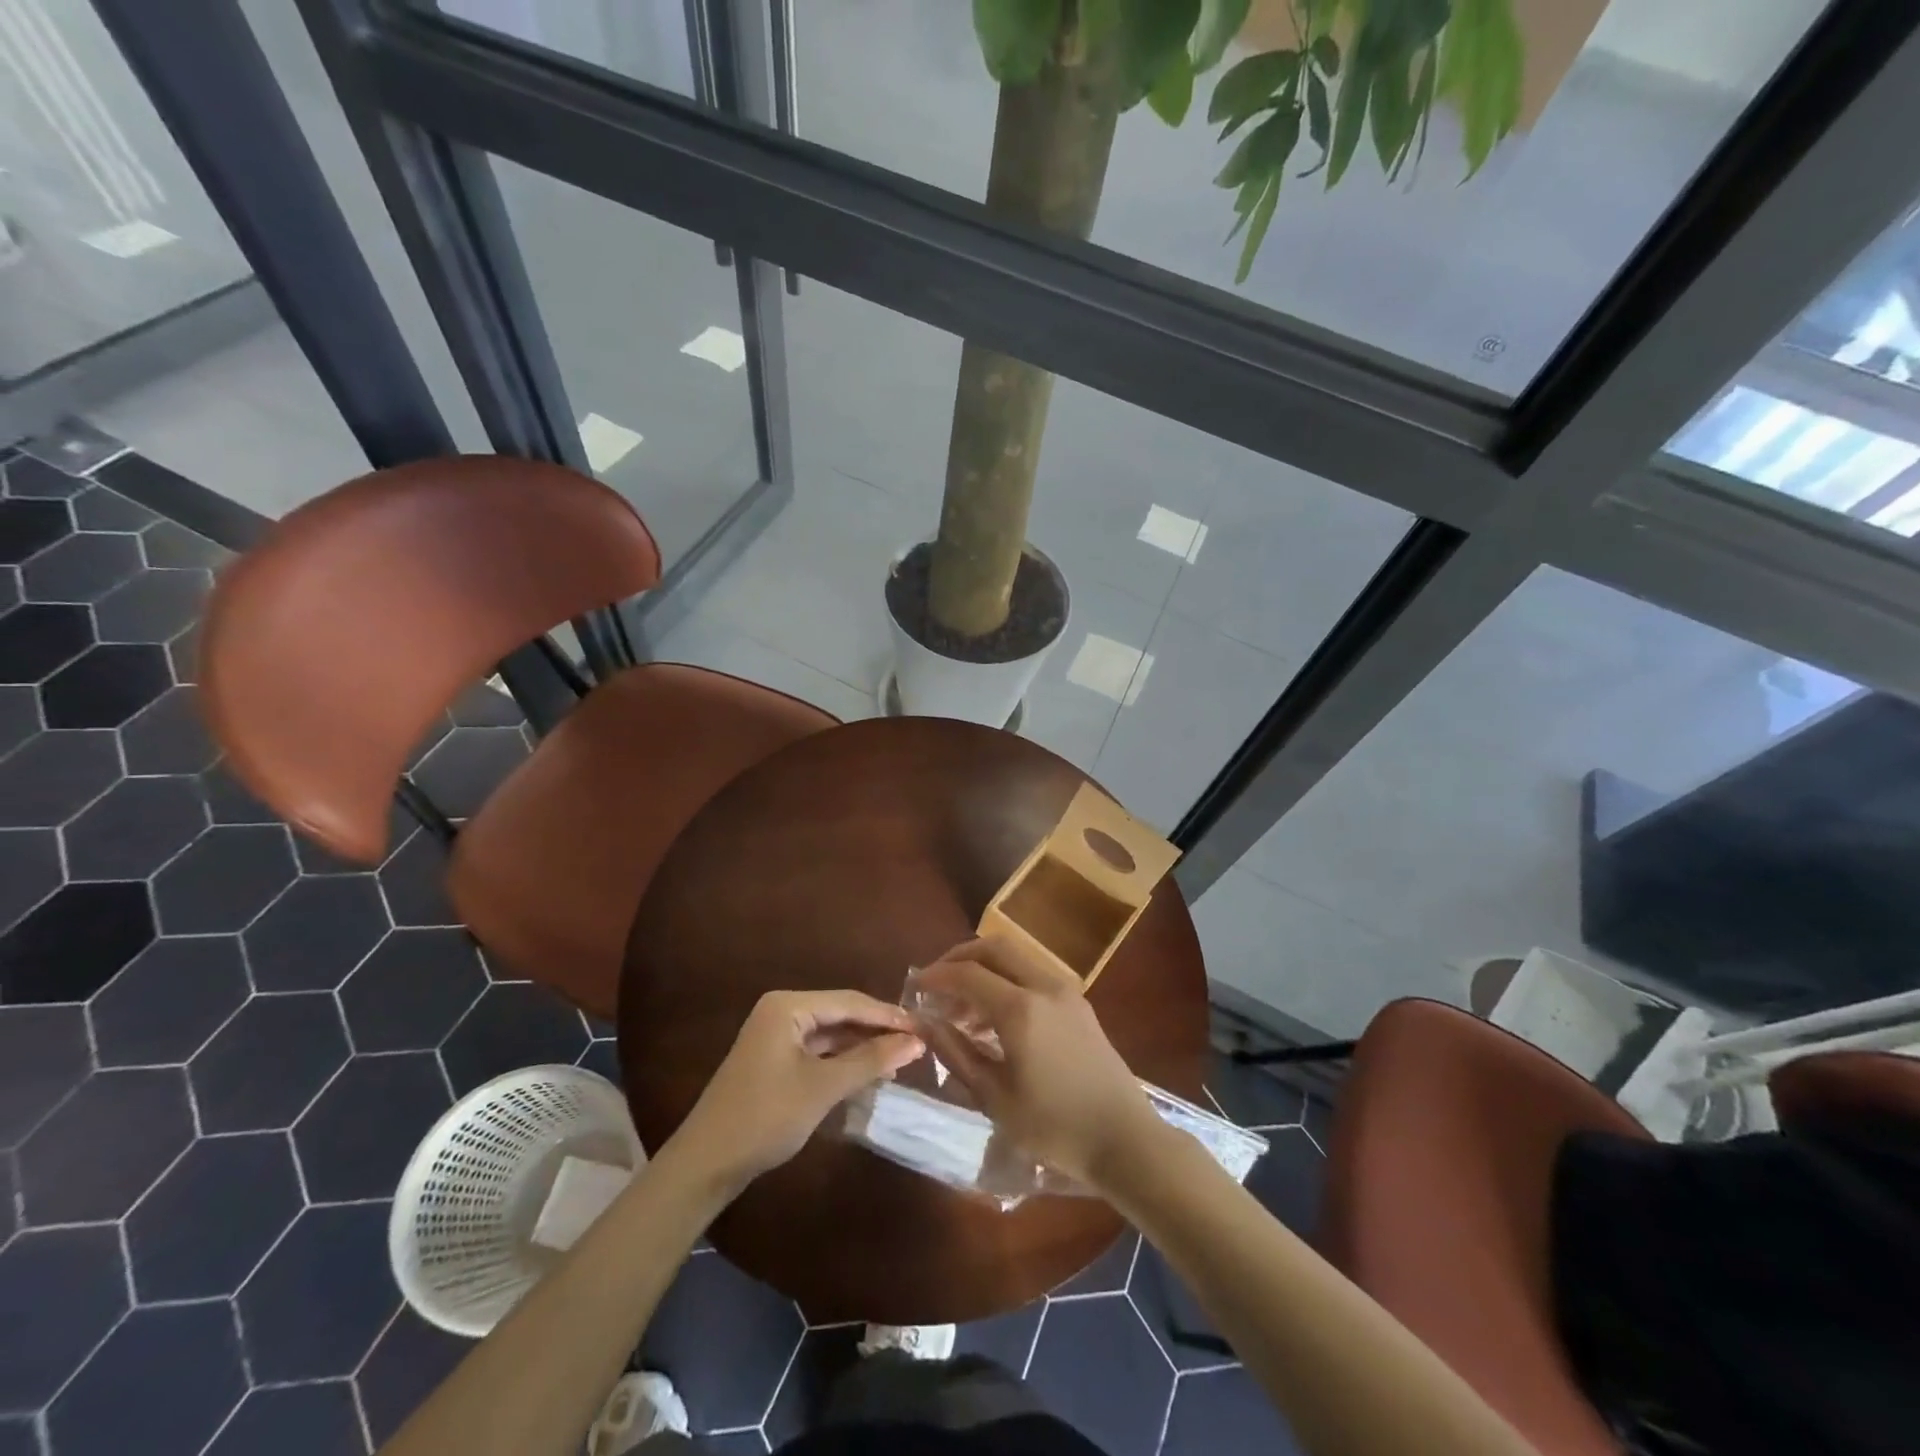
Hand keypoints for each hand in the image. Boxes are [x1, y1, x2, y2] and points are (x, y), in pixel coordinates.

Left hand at [671, 990, 924, 1188]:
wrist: (706, 1164)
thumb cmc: (766, 1116)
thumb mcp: (823, 1087)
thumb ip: (870, 1061)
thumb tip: (916, 1041)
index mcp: (788, 1006)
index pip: (849, 1001)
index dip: (888, 1015)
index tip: (925, 1027)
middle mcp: (781, 1012)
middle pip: (840, 1014)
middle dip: (877, 1030)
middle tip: (917, 1043)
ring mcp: (775, 1037)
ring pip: (830, 1034)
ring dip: (862, 1047)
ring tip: (900, 1059)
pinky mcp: (774, 1061)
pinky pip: (818, 1051)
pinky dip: (843, 1061)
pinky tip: (867, 1073)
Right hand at [914, 937, 1160, 1187]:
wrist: (1125, 1139)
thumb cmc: (1055, 1127)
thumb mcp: (995, 1098)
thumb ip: (956, 1054)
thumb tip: (924, 1024)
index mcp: (1020, 1009)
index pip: (967, 974)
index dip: (936, 976)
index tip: (914, 987)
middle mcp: (1044, 986)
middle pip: (994, 948)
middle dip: (960, 958)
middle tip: (937, 983)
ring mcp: (1066, 991)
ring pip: (1016, 958)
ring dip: (985, 970)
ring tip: (961, 1010)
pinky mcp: (1079, 1003)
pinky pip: (1034, 976)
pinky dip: (1007, 982)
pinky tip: (994, 1020)